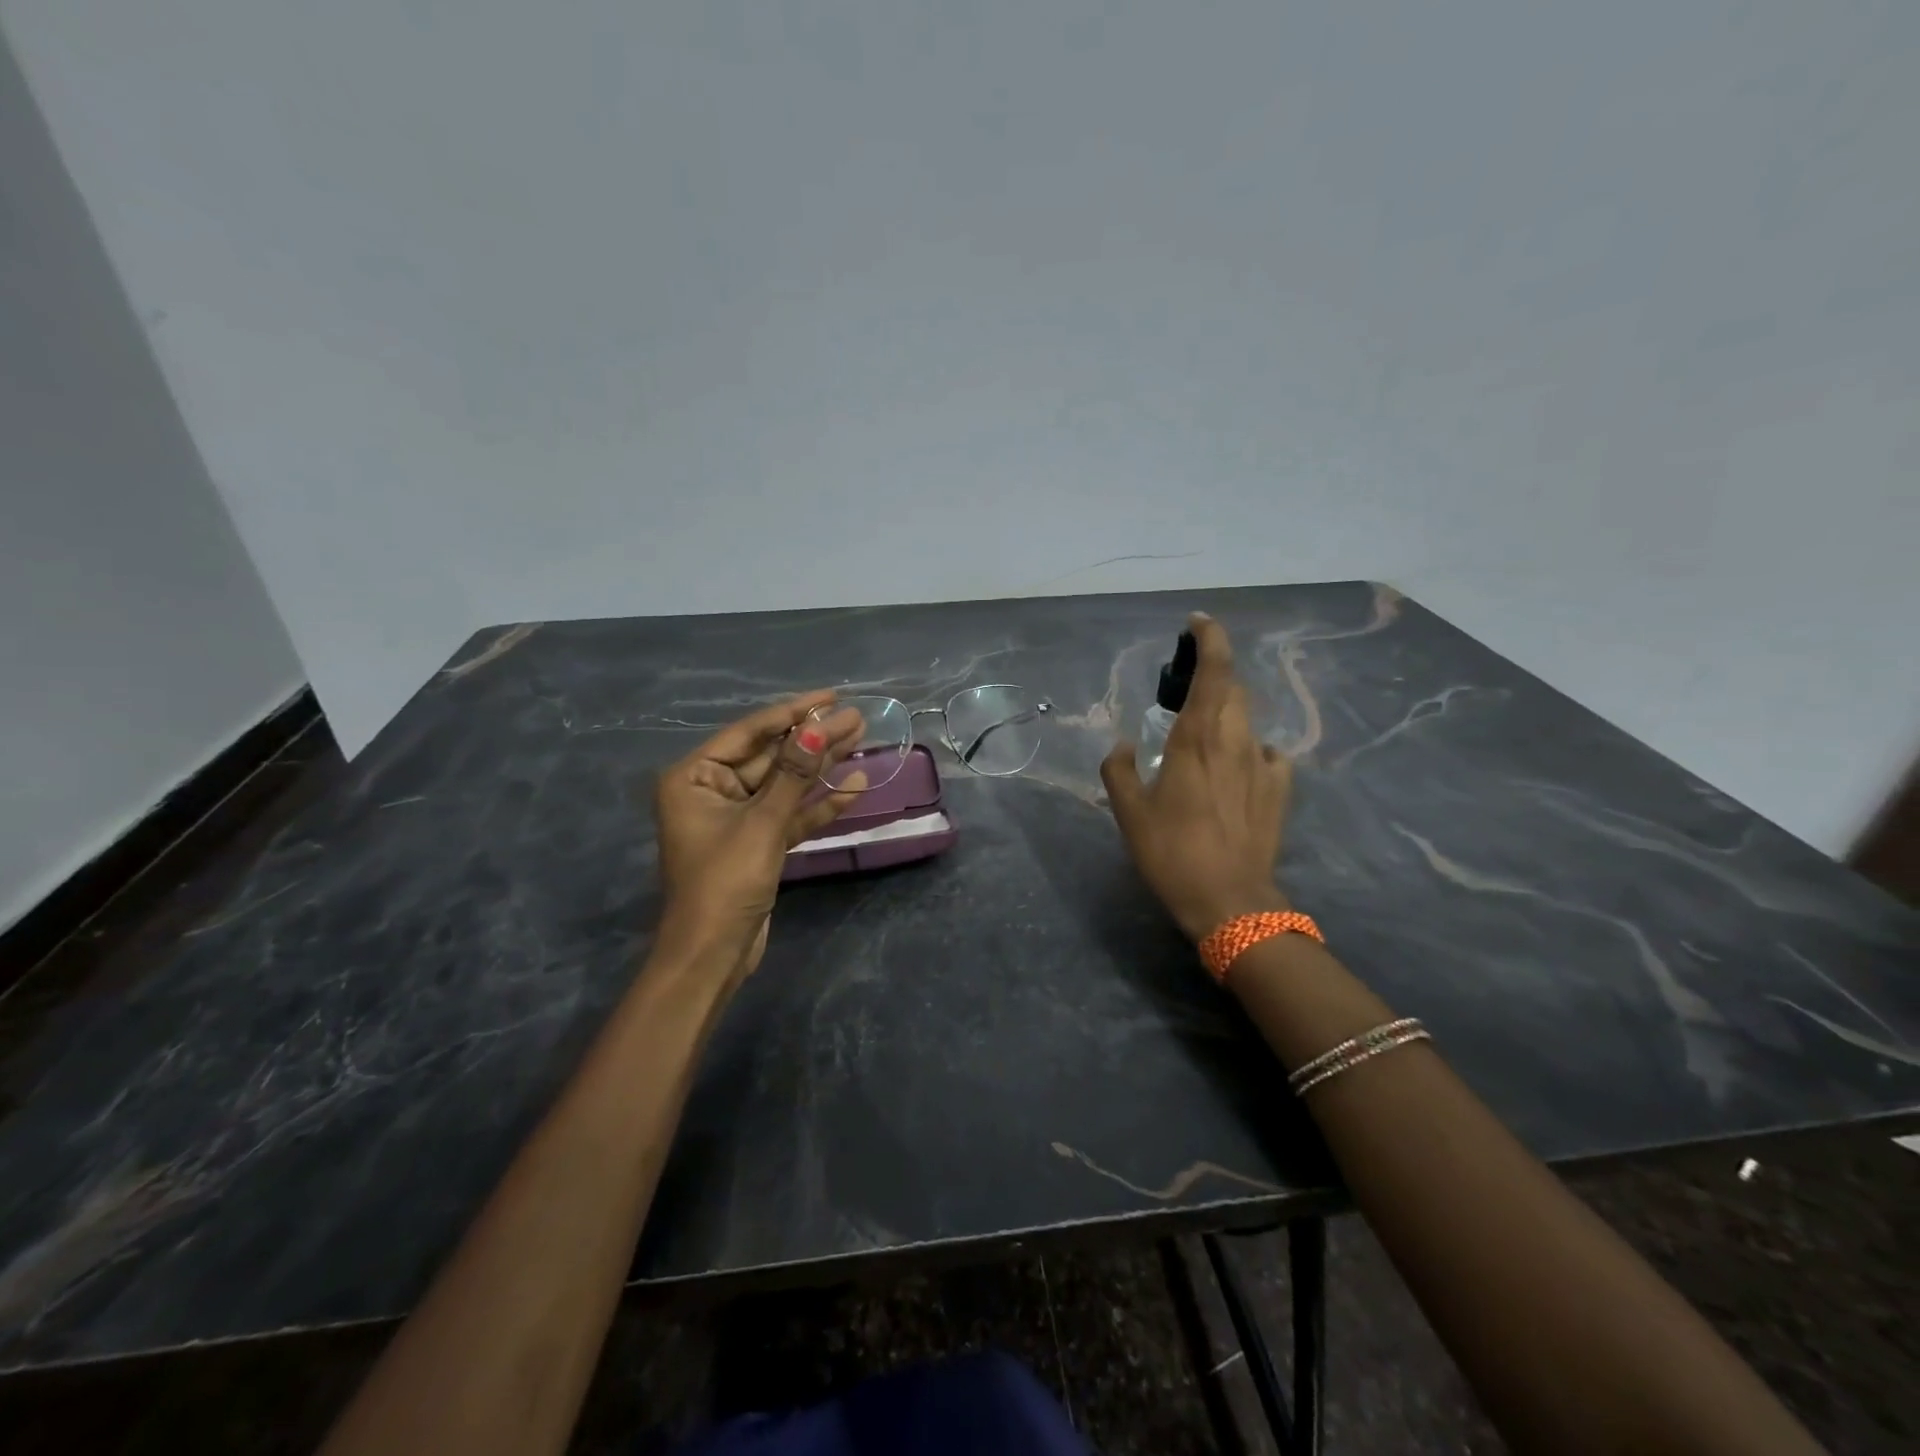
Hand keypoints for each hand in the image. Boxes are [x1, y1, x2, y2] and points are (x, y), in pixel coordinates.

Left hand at [653, 691, 866, 981]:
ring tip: (862, 741)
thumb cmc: (724, 882)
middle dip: (814, 740)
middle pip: (771, 756)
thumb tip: (819, 728)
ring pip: (785, 784)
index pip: (750, 733)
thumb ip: (793, 774)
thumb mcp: (762, 823)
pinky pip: (790, 814)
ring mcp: (738, 818)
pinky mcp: (758, 843)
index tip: (831, 697)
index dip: (793, 713)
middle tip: (857, 718)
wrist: (712, 955)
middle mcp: (713, 791)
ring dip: (821, 767)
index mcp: (695, 777)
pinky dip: (818, 805)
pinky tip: (854, 788)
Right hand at [1101, 614, 1292, 940]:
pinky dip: (1247, 748)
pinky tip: (1234, 768)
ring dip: (1226, 713)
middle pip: (1234, 689)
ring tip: (1203, 735)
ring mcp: (1263, 764)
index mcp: (1197, 738)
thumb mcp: (1129, 813)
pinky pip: (1265, 752)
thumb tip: (1124, 747)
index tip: (1198, 622)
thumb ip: (1119, 770)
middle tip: (1184, 691)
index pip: (1214, 672)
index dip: (1210, 639)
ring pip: (1248, 719)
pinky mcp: (1280, 789)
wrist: (1230, 901)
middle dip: (1212, 677)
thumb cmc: (1172, 852)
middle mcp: (1236, 741)